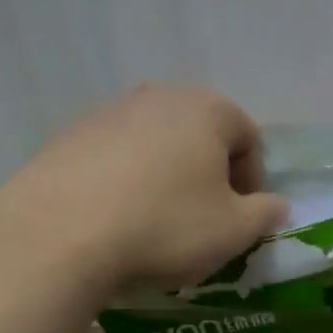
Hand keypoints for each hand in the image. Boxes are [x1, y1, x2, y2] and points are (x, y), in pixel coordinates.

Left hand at [0, 85, 287, 301]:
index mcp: (207, 110)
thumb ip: (265, 214)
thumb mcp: (233, 231)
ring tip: (153, 221)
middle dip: (207, 174)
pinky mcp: (68, 136)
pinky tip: (113, 218)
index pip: (248, 137)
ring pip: (154, 144)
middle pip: (200, 135)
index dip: (251, 181)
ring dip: (164, 176)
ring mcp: (108, 112)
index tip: (239, 218)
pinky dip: (123, 180)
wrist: (57, 235)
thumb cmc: (163, 226)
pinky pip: (113, 156)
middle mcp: (159, 97)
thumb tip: (275, 205)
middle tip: (201, 218)